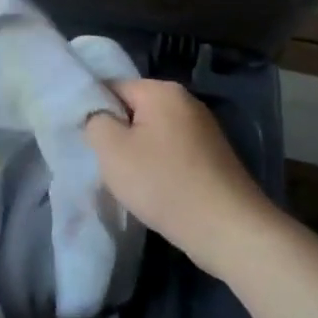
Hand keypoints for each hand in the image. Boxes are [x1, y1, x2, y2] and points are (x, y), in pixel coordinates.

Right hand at [85, 79, 277, 276]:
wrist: (228, 230)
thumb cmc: (164, 183)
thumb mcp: (112, 150)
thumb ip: (95, 122)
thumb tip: (99, 116)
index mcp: (162, 91)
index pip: (113, 87)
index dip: (96, 112)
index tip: (89, 142)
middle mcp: (186, 102)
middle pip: (134, 109)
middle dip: (118, 135)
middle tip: (107, 164)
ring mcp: (204, 129)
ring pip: (153, 134)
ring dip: (138, 154)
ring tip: (131, 182)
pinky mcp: (213, 156)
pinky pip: (173, 152)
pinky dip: (159, 167)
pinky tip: (156, 191)